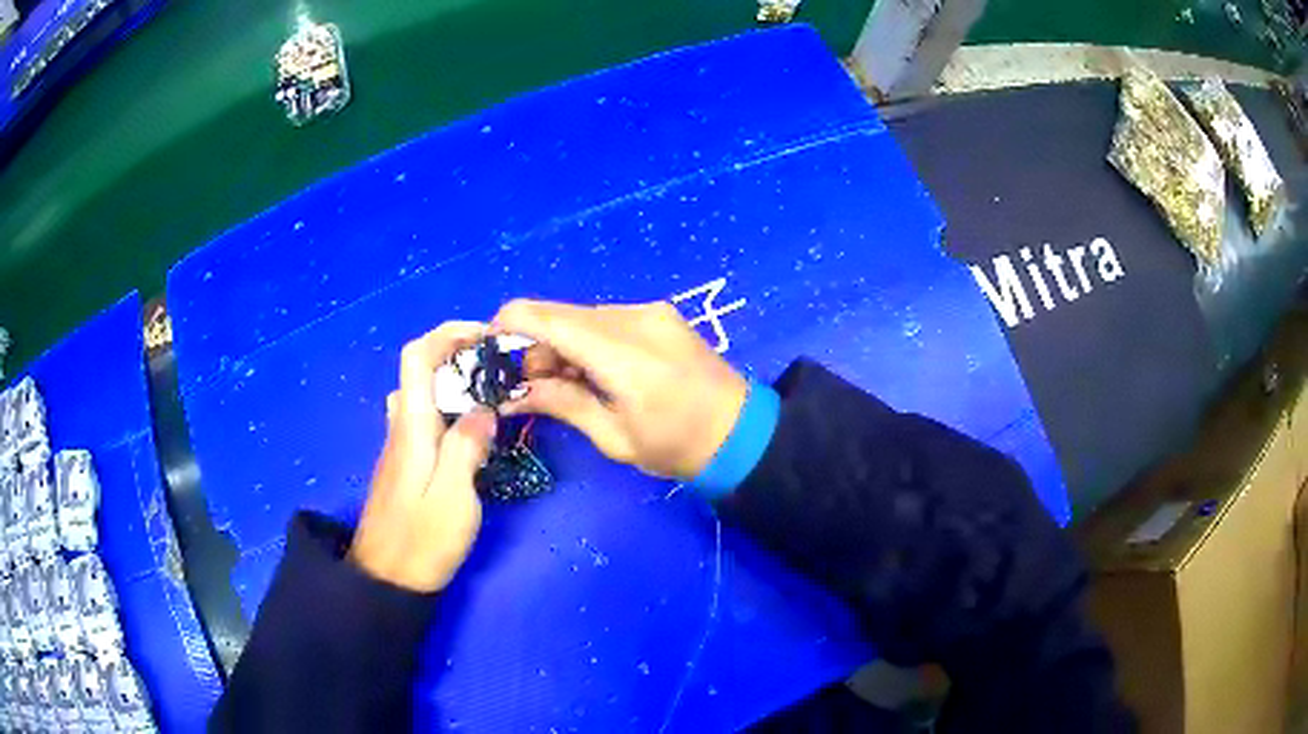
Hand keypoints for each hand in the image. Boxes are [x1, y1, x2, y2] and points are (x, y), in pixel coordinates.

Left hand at [350, 323, 497, 592]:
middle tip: (500, 370)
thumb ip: (467, 448)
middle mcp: (401, 428)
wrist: (387, 580)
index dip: (448, 334)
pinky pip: (427, 421)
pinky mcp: (406, 466)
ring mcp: (401, 447)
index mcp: (412, 428)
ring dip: (455, 385)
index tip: (487, 337)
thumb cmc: (422, 541)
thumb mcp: (454, 497)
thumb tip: (482, 409)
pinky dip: (450, 412)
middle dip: (459, 357)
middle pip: (421, 372)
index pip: (417, 357)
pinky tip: (474, 435)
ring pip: (424, 397)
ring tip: (492, 397)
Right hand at [492, 300, 748, 479]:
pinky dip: (586, 340)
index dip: (509, 326)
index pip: (546, 318)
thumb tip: (511, 393)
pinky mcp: (659, 314)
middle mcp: (634, 318)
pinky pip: (606, 319)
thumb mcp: (613, 437)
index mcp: (622, 353)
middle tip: (528, 385)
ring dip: (561, 343)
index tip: (489, 351)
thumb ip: (561, 403)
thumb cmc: (676, 446)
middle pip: (561, 315)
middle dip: (534, 344)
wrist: (741, 432)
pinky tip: (592, 371)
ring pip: (582, 316)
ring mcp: (650, 312)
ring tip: (563, 384)